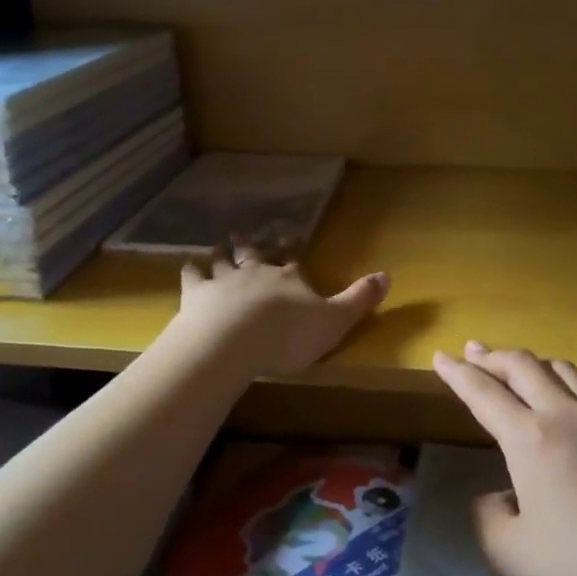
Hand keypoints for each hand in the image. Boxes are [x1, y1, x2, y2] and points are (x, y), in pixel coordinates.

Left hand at [173, 246, 387, 377]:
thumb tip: (388, 275)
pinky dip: (191, 270)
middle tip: (247, 234)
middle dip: (253, 245)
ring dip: (222, 253)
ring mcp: (224, 280)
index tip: (288, 238)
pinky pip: (193, 277)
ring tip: (219, 245)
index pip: (292, 260)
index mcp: (290, 277)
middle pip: (255, 254)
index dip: (291, 250)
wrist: (234, 340)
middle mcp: (257, 271)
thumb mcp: (336, 321)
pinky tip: (188, 266)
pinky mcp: (196, 294)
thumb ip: (359, 299)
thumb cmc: (289, 335)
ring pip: (223, 260)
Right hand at [432, 343, 576, 575]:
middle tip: (472, 352)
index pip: (483, 392)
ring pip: (564, 371)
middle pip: (523, 366)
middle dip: (492, 356)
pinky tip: (566, 417)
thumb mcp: (508, 554)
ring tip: (518, 370)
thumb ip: (488, 515)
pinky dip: (566, 392)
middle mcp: (567, 417)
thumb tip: (501, 496)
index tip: (440, 357)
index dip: (457, 373)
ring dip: (532, 364)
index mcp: (530, 439)